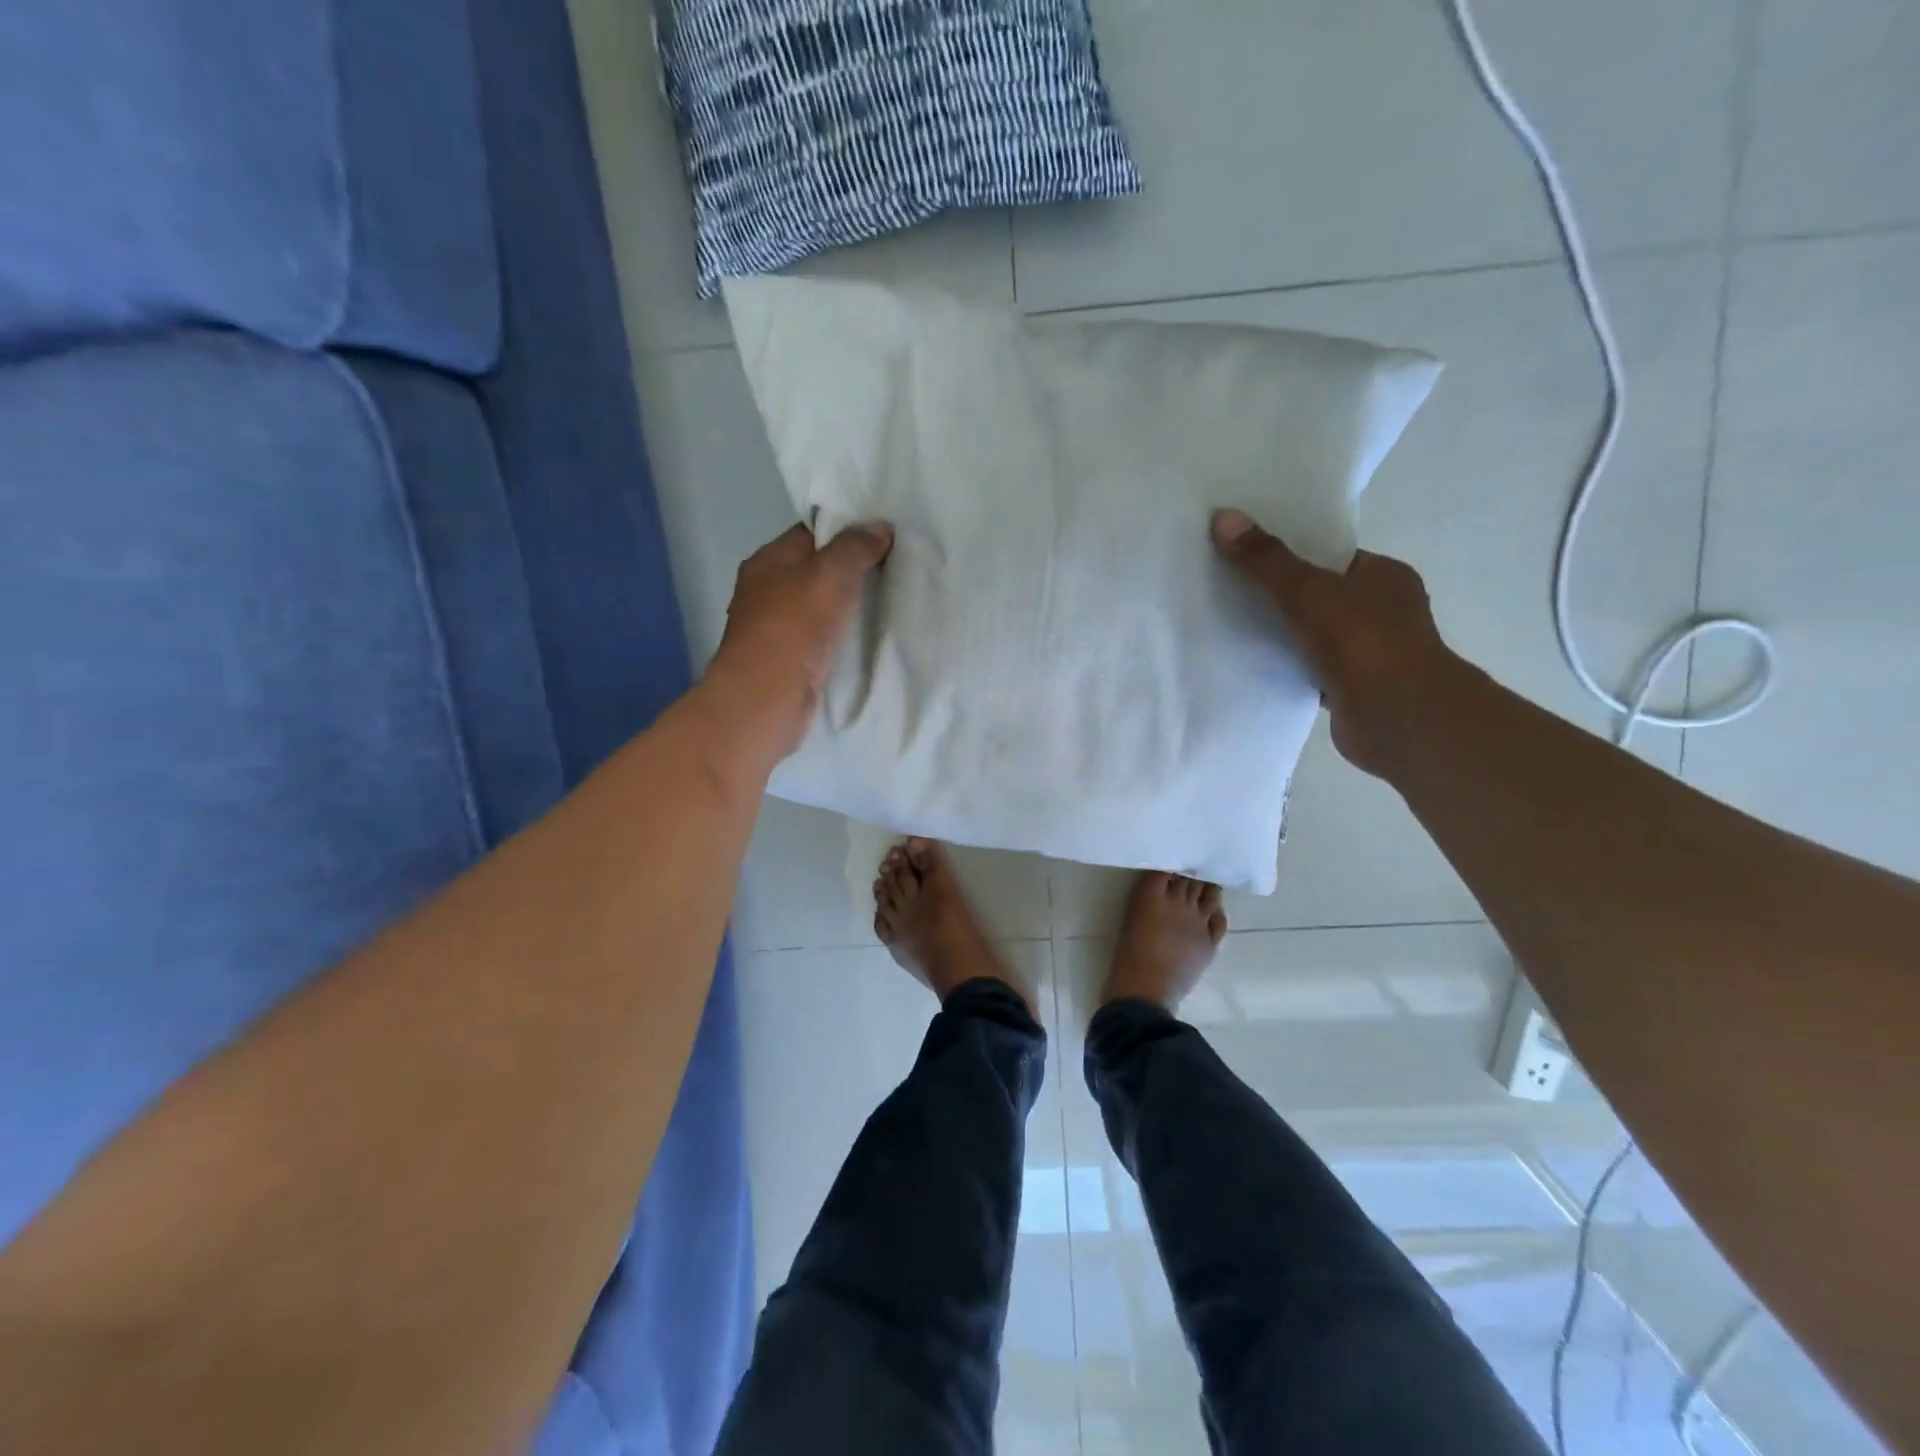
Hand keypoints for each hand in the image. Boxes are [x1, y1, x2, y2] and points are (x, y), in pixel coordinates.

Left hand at [705, 521, 893, 761]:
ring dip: (846, 602)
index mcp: (769, 559)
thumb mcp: (831, 573)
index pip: (811, 532)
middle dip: (849, 567)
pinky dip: (840, 632)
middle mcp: (766, 589)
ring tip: (887, 597)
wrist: (769, 695)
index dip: (846, 529)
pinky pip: (820, 634)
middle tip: (892, 565)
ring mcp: (775, 626)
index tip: (882, 534)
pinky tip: (866, 634)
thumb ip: (856, 547)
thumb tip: (880, 527)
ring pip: (818, 603)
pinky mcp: (787, 658)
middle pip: (815, 568)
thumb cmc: (796, 624)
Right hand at [1211, 508, 1460, 778]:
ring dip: (1279, 633)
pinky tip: (1249, 664)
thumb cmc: (1363, 643)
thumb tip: (1223, 517)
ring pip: (1311, 633)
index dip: (1290, 552)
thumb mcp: (1307, 591)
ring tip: (1228, 624)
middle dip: (1278, 594)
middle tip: (1227, 588)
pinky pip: (1308, 668)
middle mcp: (1382, 611)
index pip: (1331, 556)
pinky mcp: (1351, 688)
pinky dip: (1284, 666)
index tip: (1247, 554)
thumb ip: (1265, 560)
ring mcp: (1368, 652)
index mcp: (1384, 576)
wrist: (1398, 719)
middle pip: (1318, 594)